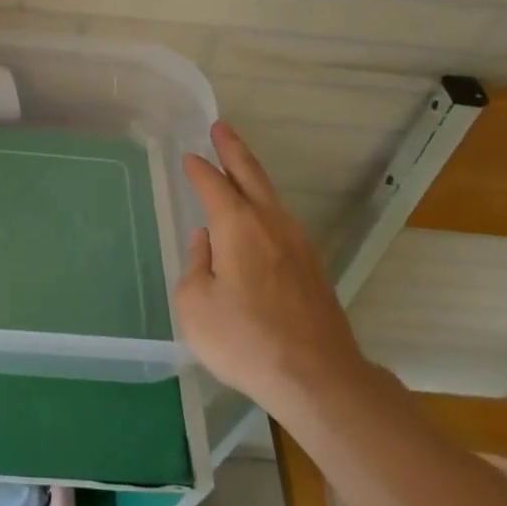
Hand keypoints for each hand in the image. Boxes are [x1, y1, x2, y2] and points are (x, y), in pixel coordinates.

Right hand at [176, 122, 370, 412]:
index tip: (189, 157)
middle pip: (251, 175)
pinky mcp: (312, 267)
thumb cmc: (245, 340)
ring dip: (252, 176)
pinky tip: (257, 220)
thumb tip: (208, 244)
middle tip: (221, 127)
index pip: (213, 184)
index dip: (199, 170)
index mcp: (238, 226)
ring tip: (237, 168)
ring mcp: (298, 244)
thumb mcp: (196, 305)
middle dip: (233, 149)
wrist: (317, 377)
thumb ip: (196, 265)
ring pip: (270, 197)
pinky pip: (281, 221)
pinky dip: (264, 206)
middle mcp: (271, 224)